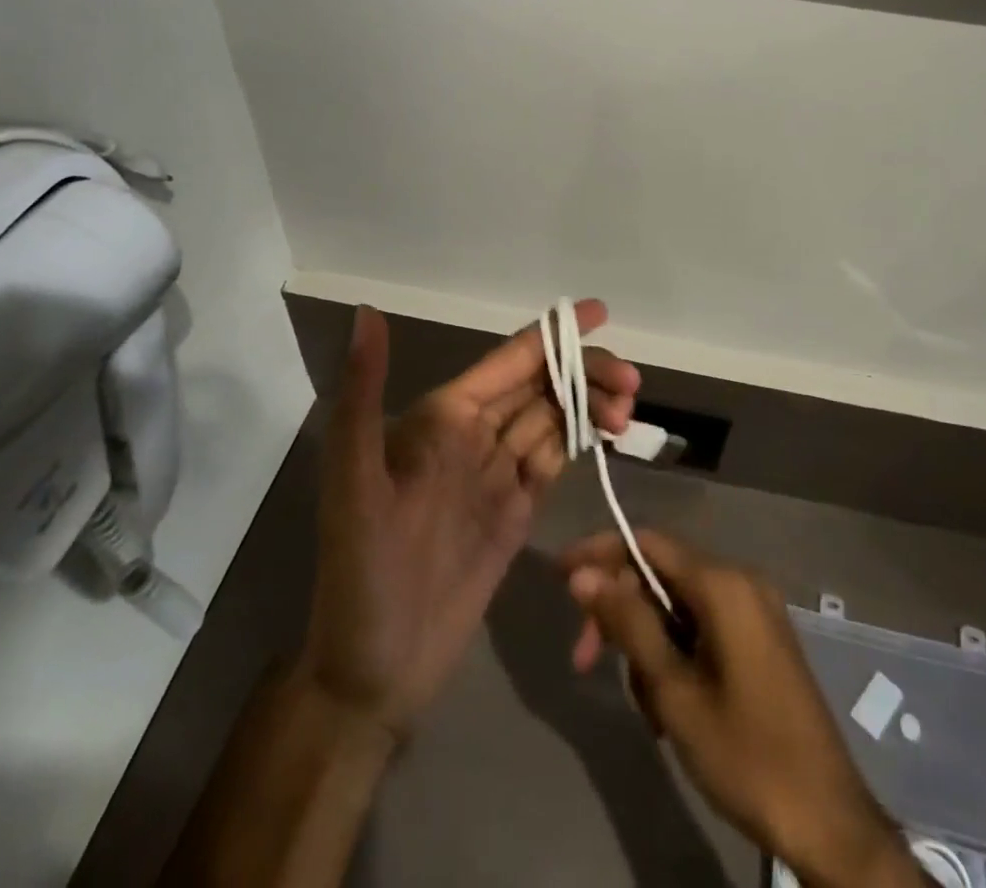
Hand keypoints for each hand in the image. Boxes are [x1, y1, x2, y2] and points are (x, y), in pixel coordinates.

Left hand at [297, 303, 637, 743]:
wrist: (373, 674)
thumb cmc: (360, 574)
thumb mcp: (353, 482)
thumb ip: (362, 395)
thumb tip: (366, 312)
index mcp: (441, 418)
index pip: (507, 361)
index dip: (552, 335)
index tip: (600, 313)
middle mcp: (471, 436)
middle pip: (540, 386)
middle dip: (585, 373)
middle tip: (632, 385)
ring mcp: (495, 476)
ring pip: (552, 420)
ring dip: (590, 406)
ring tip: (627, 414)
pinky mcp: (514, 514)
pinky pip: (552, 462)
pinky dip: (580, 442)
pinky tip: (607, 436)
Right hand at [563, 530, 919, 887]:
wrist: (829, 822)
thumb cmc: (746, 753)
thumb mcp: (674, 690)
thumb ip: (628, 623)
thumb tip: (583, 573)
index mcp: (723, 583)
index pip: (647, 543)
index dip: (600, 553)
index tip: (559, 575)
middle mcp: (742, 581)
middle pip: (661, 574)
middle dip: (620, 612)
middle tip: (584, 661)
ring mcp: (756, 609)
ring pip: (679, 605)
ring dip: (648, 642)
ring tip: (642, 704)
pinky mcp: (762, 637)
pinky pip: (703, 624)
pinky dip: (676, 652)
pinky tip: (669, 704)